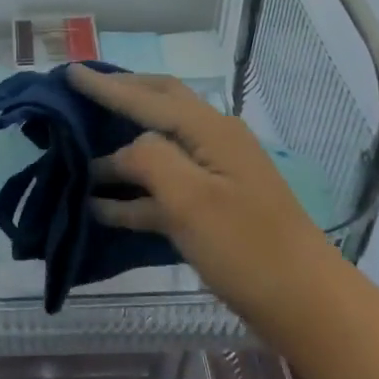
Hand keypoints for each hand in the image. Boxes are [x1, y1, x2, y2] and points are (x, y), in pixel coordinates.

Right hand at [66, 65, 338, 327]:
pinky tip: (102, 207)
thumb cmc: (247, 248)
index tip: (69, 72)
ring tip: (81, 147)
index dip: (106, 86)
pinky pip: (165, 188)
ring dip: (120, 149)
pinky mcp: (214, 208)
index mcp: (209, 130)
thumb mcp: (190, 200)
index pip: (147, 98)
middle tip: (83, 90)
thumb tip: (124, 150)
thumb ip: (149, 159)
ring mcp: (216, 175)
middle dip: (121, 95)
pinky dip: (134, 192)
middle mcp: (213, 141)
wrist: (308, 306)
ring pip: (158, 147)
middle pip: (159, 105)